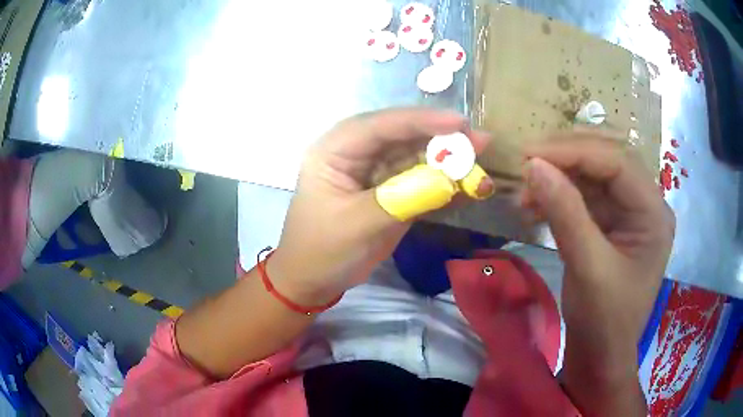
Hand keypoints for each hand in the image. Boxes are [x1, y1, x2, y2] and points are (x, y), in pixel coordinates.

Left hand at [270, 109, 492, 304]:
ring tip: (479, 159)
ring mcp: (375, 172)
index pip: (380, 126)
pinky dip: (442, 182)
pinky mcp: (389, 191)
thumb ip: (402, 199)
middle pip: (402, 136)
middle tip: (479, 140)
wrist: (313, 279)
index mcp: (335, 150)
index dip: (421, 121)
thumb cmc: (322, 250)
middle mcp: (355, 153)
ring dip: (447, 159)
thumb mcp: (357, 225)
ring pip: (415, 156)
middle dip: (441, 138)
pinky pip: (419, 180)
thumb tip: (449, 180)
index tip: (459, 123)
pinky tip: (466, 183)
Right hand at [521, 132, 673, 411]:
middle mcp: (645, 204)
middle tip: (527, 163)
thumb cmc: (604, 321)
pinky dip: (559, 197)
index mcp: (653, 213)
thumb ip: (565, 213)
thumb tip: (533, 165)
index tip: (531, 155)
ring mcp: (628, 213)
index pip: (617, 163)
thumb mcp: (588, 268)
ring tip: (525, 192)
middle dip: (566, 158)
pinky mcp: (611, 224)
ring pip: (593, 176)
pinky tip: (535, 206)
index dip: (574, 152)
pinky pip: (585, 197)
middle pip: (607, 160)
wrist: (600, 355)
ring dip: (559, 178)